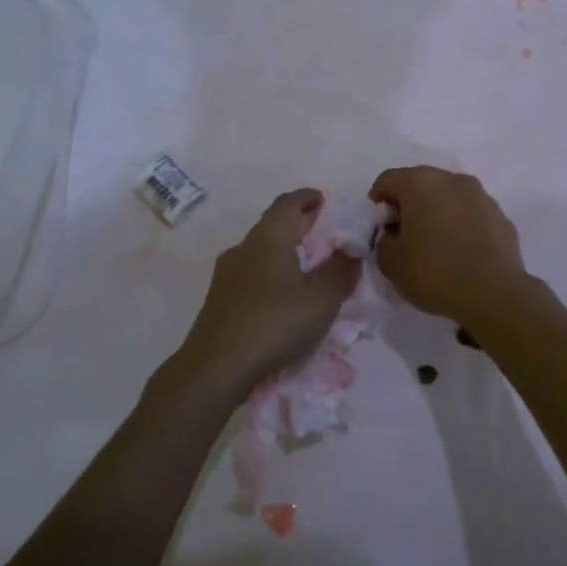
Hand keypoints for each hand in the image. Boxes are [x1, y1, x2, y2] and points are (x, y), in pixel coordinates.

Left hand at [168, 190, 360, 402]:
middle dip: (300, 227)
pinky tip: (283, 299)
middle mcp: (243, 247)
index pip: (289, 202)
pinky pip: (251, 276)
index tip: (326, 201)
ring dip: (285, 254)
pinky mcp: (219, 300)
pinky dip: (271, 276)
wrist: (215, 368)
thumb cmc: (274, 323)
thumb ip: (341, 269)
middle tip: (326, 238)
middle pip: (274, 225)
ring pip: (261, 252)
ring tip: (308, 271)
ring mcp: (226, 274)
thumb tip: (351, 249)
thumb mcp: (322, 297)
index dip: (309, 198)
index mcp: (268, 236)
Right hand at [368, 167, 526, 323]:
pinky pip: (472, 215)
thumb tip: (394, 234)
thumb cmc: (433, 272)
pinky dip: (462, 226)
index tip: (380, 230)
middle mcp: (452, 179)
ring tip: (435, 246)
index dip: (377, 205)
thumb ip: (384, 241)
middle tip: (405, 237)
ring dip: (438, 213)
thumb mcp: (390, 263)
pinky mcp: (501, 216)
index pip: (387, 181)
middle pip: (420, 184)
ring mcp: (481, 195)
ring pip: (449, 197)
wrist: (493, 294)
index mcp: (420, 182)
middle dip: (409, 206)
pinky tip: (461, 253)